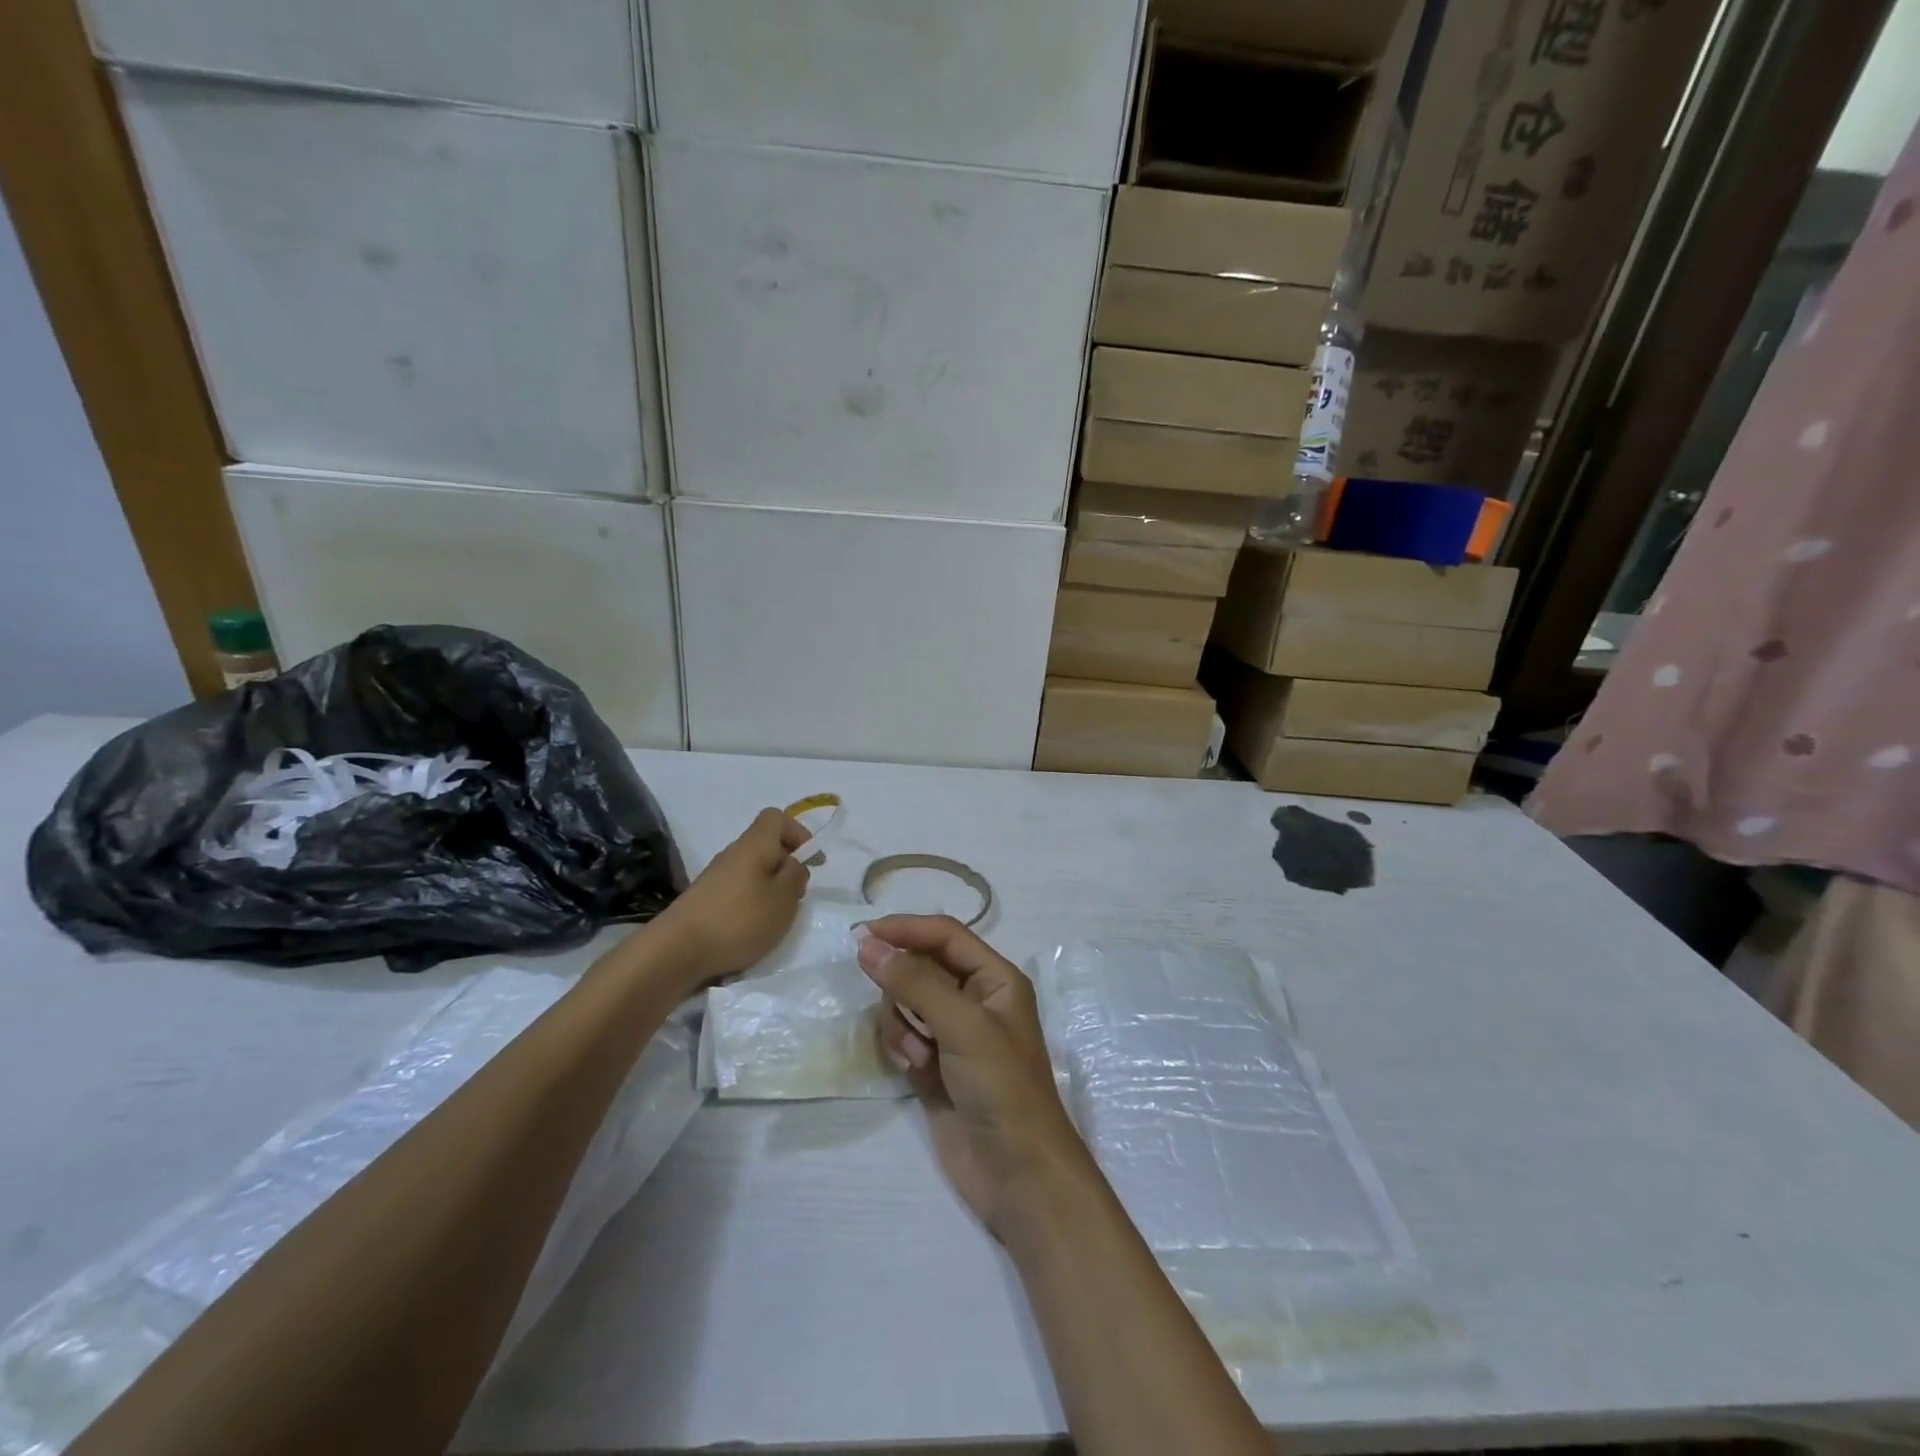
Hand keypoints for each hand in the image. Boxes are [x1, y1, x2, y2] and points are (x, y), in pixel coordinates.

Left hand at [650, 808, 808, 990]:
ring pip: (753, 870)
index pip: (776, 818)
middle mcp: (733, 854)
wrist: (677, 951)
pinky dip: (752, 902)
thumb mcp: (783, 899)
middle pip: (765, 846)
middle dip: (787, 866)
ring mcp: (715, 877)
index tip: (811, 861)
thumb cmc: (739, 920)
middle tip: (797, 895)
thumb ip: (795, 875)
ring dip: (771, 887)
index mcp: (754, 845)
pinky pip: (738, 889)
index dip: (798, 833)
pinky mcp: (705, 900)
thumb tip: (792, 863)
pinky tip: (752, 928)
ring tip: (776, 916)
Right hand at [857, 915, 1094, 1235]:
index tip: (861, 936)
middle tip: (900, 1012)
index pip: (945, 935)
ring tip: (917, 1054)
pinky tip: (916, 1072)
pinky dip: (902, 1048)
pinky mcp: (935, 1066)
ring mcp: (953, 1035)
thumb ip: (915, 982)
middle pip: (921, 968)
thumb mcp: (963, 1025)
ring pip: (906, 1003)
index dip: (905, 930)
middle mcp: (975, 999)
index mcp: (995, 978)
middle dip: (903, 986)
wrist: (1017, 1174)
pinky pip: (903, 1037)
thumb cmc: (1001, 1087)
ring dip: (902, 1023)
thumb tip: (867, 943)